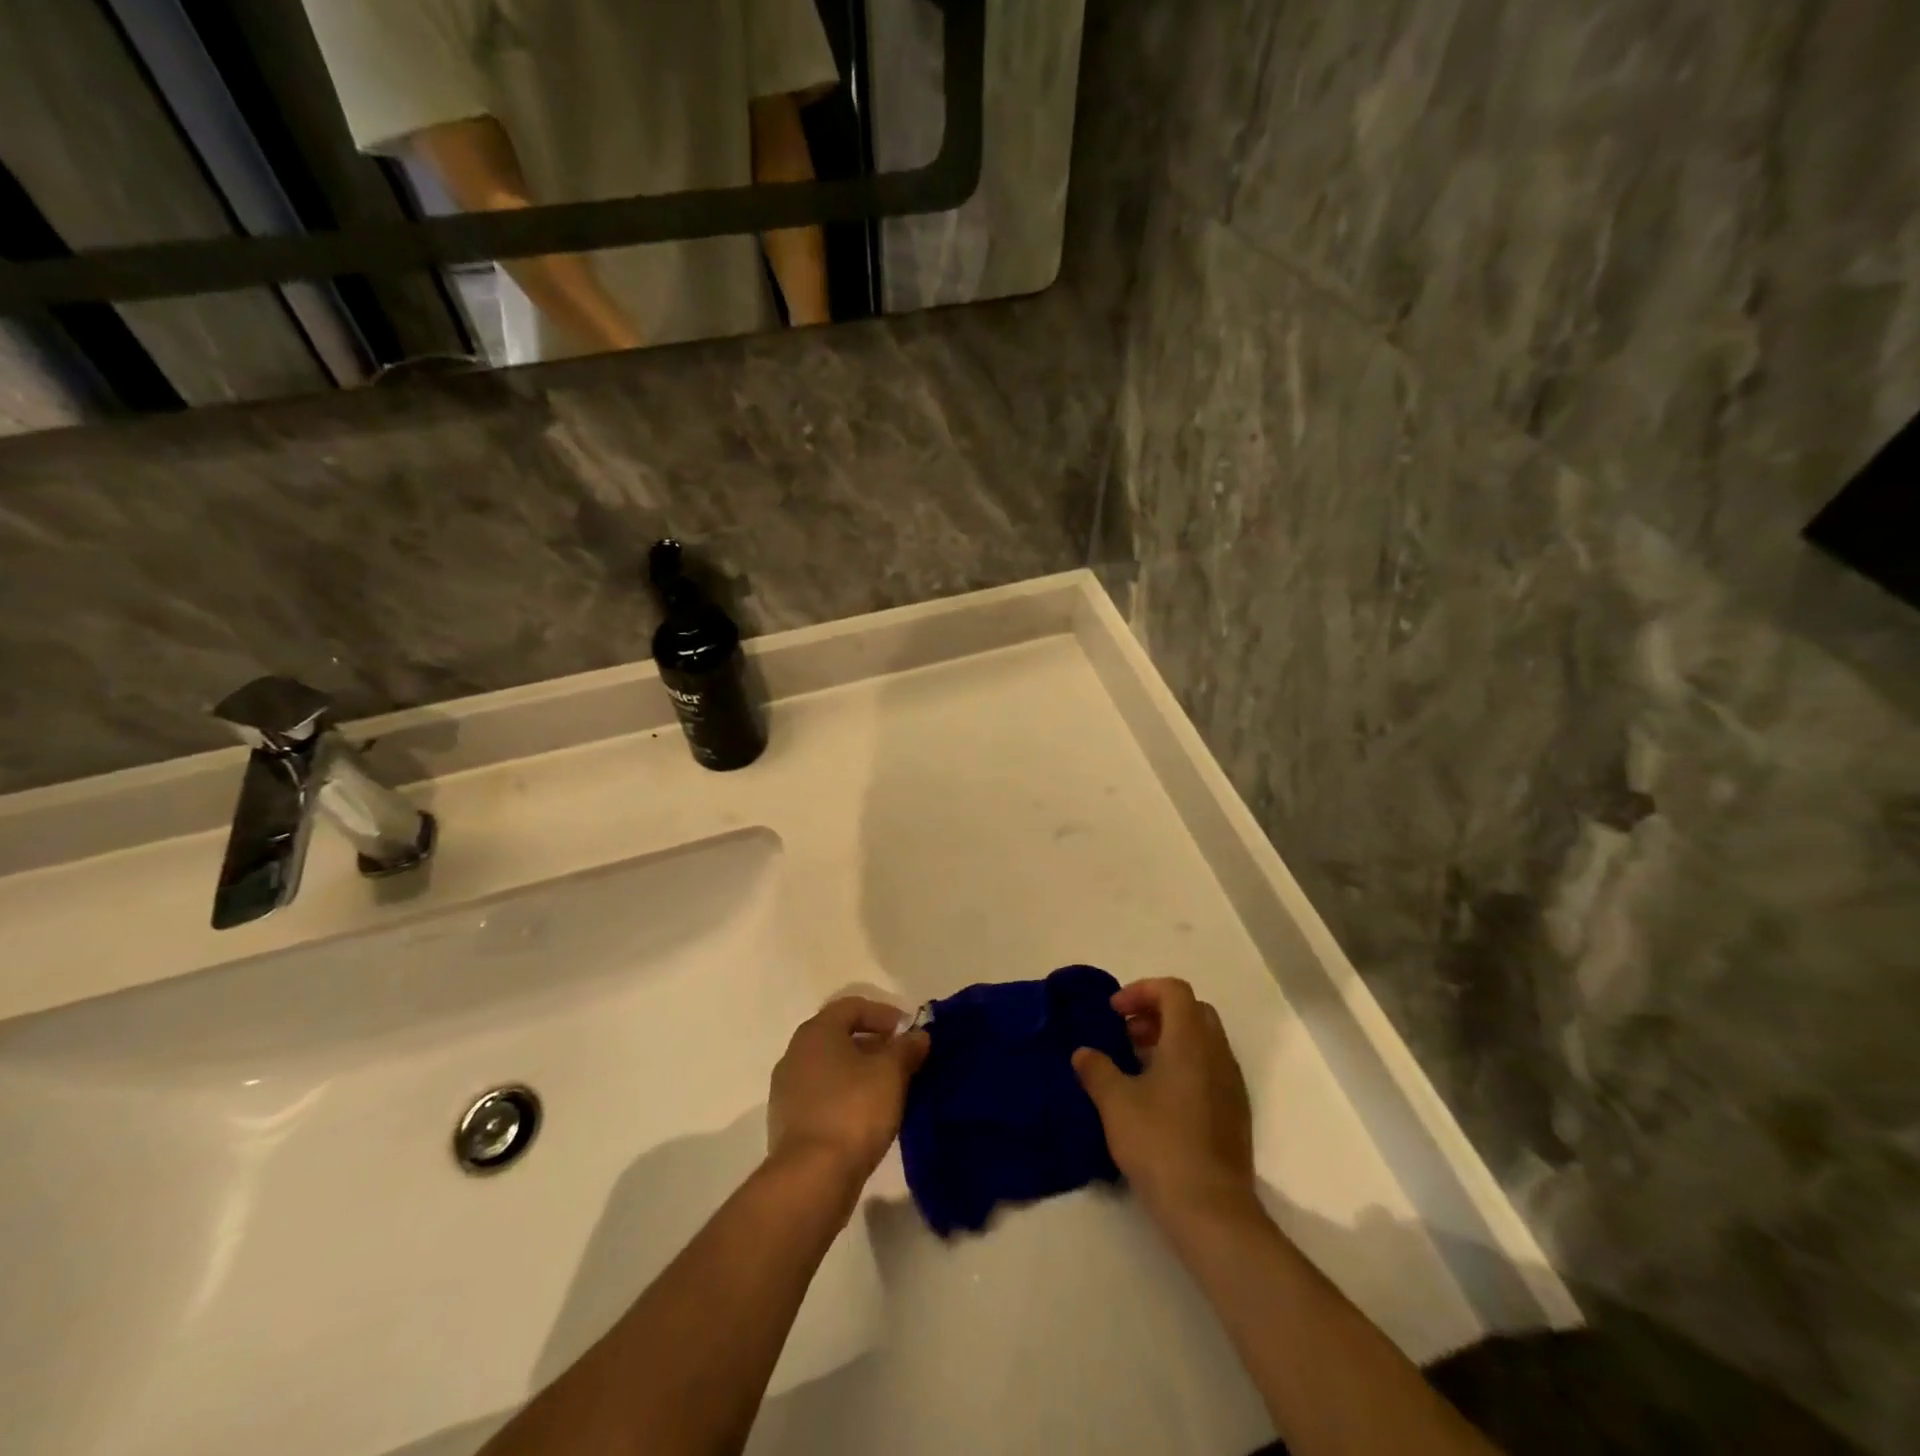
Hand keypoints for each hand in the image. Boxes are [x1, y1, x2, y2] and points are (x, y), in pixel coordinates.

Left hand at [768, 997, 929, 1190]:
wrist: (811, 1178)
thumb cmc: (854, 1110)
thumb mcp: (891, 1073)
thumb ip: (907, 1048)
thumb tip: (918, 1035)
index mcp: (816, 1032)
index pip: (852, 1007)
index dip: (884, 1014)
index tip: (909, 1033)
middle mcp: (795, 1053)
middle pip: (840, 1036)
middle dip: (874, 1044)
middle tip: (903, 1060)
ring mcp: (787, 1090)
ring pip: (831, 1068)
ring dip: (860, 1072)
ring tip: (890, 1090)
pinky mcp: (788, 1123)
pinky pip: (822, 1096)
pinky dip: (846, 1096)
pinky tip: (868, 1116)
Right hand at [1073, 978, 1255, 1224]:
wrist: (1211, 1210)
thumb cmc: (1160, 1144)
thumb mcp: (1115, 1103)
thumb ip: (1096, 1069)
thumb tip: (1083, 1053)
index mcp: (1190, 1040)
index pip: (1173, 990)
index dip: (1141, 991)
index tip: (1114, 1013)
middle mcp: (1217, 1053)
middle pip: (1192, 1010)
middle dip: (1156, 1013)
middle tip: (1126, 1034)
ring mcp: (1231, 1084)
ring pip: (1203, 1040)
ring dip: (1169, 1040)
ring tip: (1136, 1066)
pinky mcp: (1235, 1112)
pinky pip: (1209, 1068)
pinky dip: (1184, 1065)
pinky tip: (1158, 1098)